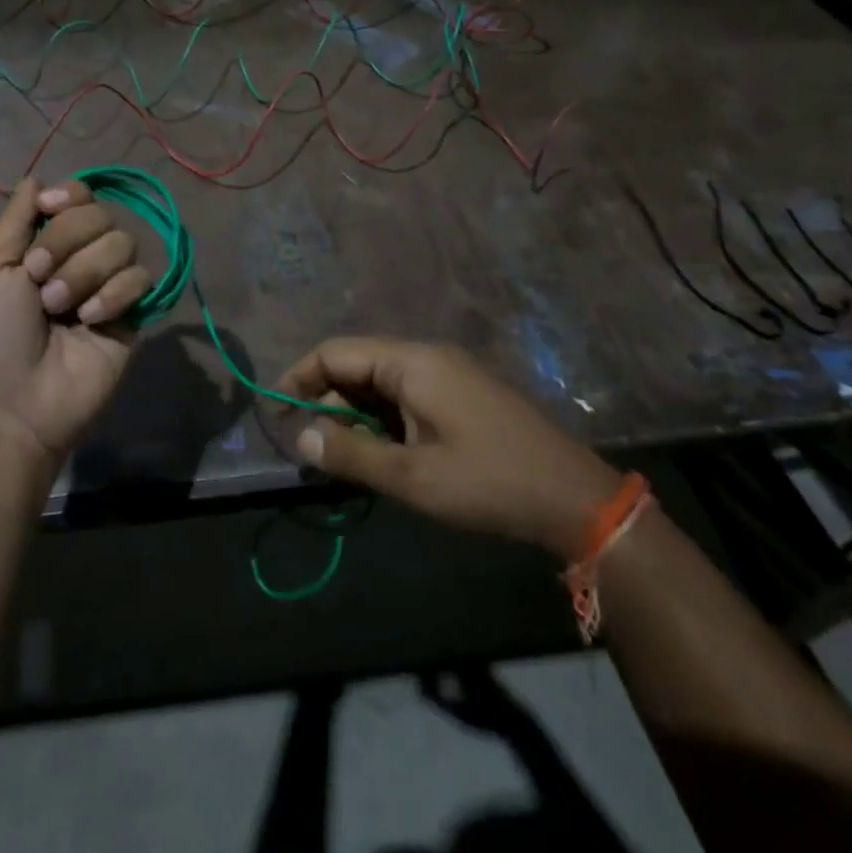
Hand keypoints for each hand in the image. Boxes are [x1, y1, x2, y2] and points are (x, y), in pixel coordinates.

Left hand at [0, 178, 151, 476]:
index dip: (71, 197)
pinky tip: (89, 321)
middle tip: (38, 278)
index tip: (51, 209)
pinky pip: (141, 279)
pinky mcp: (132, 316)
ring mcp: (106, 288)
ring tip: (59, 308)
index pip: (78, 198)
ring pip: (123, 243)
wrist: (10, 400)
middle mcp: (78, 260)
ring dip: (85, 271)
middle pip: (101, 215)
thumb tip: (36, 178)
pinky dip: (114, 294)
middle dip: (67, 241)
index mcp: (41, 245)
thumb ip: (15, 219)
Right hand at [278, 339, 623, 558]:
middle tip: (313, 448)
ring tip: (346, 457)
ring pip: (382, 383)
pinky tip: (384, 454)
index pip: (337, 352)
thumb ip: (351, 455)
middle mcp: (428, 357)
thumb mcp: (412, 477)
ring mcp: (450, 375)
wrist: (575, 500)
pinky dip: (384, 420)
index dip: (300, 377)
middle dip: (328, 402)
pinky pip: (407, 395)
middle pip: (358, 365)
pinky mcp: (463, 395)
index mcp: (413, 363)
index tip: (276, 412)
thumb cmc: (489, 484)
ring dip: (356, 415)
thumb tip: (301, 438)